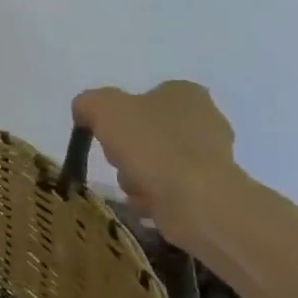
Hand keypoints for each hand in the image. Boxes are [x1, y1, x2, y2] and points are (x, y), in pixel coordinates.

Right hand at [71, 81, 239, 251]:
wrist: (195, 200)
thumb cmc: (150, 144)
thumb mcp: (102, 108)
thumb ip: (88, 103)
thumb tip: (85, 112)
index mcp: (185, 93)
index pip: (145, 97)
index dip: (120, 116)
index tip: (109, 133)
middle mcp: (206, 120)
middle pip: (147, 133)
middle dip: (128, 151)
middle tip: (119, 161)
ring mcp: (213, 157)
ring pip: (155, 163)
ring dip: (137, 177)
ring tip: (135, 187)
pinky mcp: (212, 190)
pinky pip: (169, 190)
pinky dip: (154, 198)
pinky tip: (149, 203)